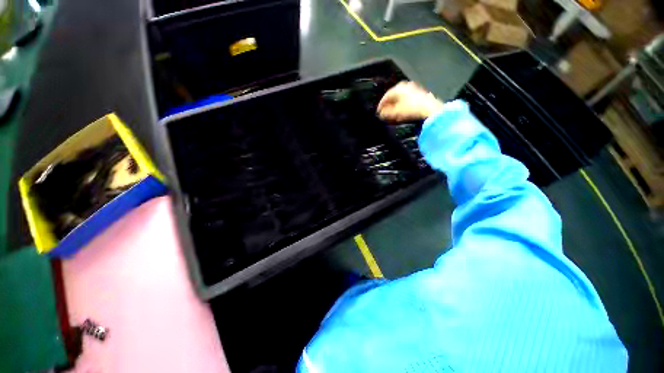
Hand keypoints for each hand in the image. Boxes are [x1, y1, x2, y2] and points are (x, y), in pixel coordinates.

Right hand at [377, 81, 443, 121]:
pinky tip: (402, 113)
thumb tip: (381, 114)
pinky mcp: (420, 94)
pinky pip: (407, 100)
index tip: (378, 113)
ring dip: (395, 106)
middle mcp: (405, 86)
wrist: (430, 109)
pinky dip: (403, 106)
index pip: (385, 97)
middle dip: (388, 106)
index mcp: (397, 88)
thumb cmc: (410, 109)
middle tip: (385, 114)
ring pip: (400, 98)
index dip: (380, 106)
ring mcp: (413, 89)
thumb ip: (386, 114)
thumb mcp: (395, 113)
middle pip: (393, 97)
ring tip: (393, 114)